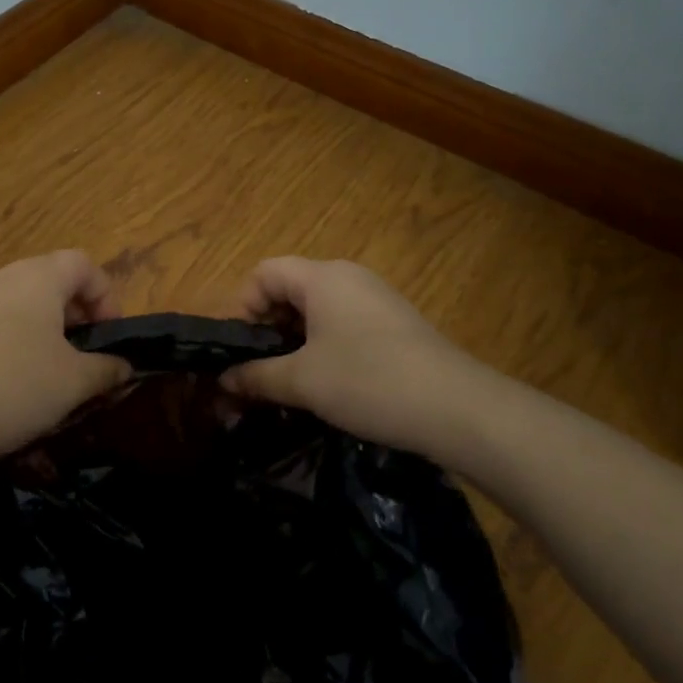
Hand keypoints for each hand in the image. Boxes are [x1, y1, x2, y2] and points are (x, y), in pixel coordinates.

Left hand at [0, 251, 132, 463]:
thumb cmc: (15, 384)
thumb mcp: (74, 381)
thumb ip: (106, 369)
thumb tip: (124, 367)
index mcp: (40, 276)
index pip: (84, 264)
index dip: (107, 296)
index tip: (110, 337)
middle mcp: (7, 278)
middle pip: (54, 281)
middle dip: (79, 316)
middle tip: (87, 357)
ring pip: (27, 306)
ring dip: (49, 334)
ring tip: (56, 376)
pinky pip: (1, 325)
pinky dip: (19, 345)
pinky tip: (17, 387)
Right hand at [220, 257, 504, 464]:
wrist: (459, 409)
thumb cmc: (369, 381)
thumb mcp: (303, 381)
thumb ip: (256, 376)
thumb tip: (223, 380)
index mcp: (322, 277)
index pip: (264, 273)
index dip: (242, 307)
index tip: (241, 350)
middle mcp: (348, 277)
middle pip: (289, 289)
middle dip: (266, 328)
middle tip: (260, 370)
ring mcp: (375, 298)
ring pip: (317, 309)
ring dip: (294, 341)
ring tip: (290, 381)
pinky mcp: (395, 323)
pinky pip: (343, 323)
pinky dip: (324, 345)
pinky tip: (329, 382)